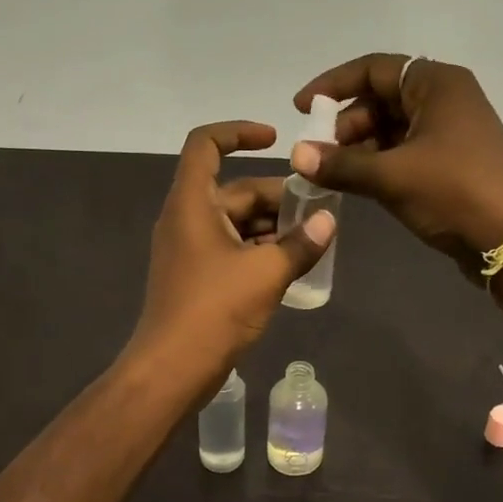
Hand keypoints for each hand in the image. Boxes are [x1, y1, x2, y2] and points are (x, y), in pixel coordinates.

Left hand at [128, 121, 335, 392]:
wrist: (172, 369)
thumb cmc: (214, 310)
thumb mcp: (266, 273)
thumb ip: (302, 243)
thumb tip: (330, 221)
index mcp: (192, 203)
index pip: (206, 144)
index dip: (239, 132)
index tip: (276, 139)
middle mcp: (186, 219)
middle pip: (234, 189)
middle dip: (278, 197)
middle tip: (321, 212)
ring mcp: (190, 250)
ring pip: (237, 222)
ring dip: (273, 227)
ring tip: (314, 240)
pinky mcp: (197, 277)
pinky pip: (232, 248)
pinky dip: (260, 250)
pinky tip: (292, 264)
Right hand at [291, 55, 502, 277]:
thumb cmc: (454, 192)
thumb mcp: (391, 176)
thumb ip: (340, 164)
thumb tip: (296, 157)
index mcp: (436, 84)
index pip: (373, 69)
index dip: (332, 86)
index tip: (301, 109)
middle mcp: (445, 99)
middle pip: (380, 99)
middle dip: (345, 124)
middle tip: (318, 153)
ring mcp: (450, 132)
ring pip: (391, 128)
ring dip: (359, 148)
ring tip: (332, 173)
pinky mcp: (451, 162)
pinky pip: (404, 151)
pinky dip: (378, 163)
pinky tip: (357, 184)